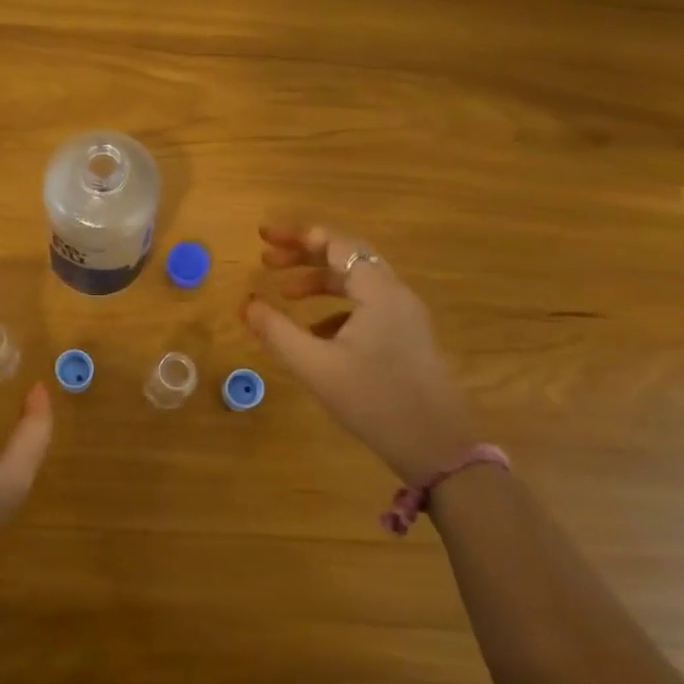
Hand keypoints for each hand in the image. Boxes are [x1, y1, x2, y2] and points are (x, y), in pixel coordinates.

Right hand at [244, 224, 477, 490]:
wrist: (437, 447)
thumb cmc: (375, 401)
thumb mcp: (316, 367)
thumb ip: (277, 332)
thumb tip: (246, 304)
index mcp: (378, 291)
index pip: (336, 244)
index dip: (297, 236)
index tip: (263, 237)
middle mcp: (396, 295)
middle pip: (348, 258)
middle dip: (305, 255)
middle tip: (267, 260)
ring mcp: (405, 317)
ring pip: (357, 284)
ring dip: (320, 282)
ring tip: (286, 294)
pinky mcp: (406, 339)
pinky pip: (366, 307)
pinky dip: (336, 308)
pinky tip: (314, 333)